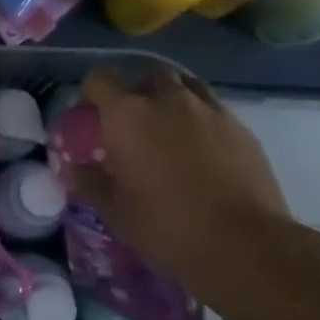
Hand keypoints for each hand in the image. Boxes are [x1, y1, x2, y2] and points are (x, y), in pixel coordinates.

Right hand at [65, 65, 294, 283]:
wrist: (243, 244)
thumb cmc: (166, 227)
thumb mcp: (116, 212)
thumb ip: (91, 183)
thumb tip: (75, 169)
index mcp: (128, 115)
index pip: (99, 79)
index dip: (91, 93)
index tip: (90, 115)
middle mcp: (168, 100)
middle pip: (147, 75)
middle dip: (137, 91)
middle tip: (133, 123)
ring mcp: (209, 109)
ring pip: (185, 86)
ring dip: (172, 98)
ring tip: (169, 129)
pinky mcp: (241, 127)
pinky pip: (213, 109)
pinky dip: (201, 119)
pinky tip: (202, 150)